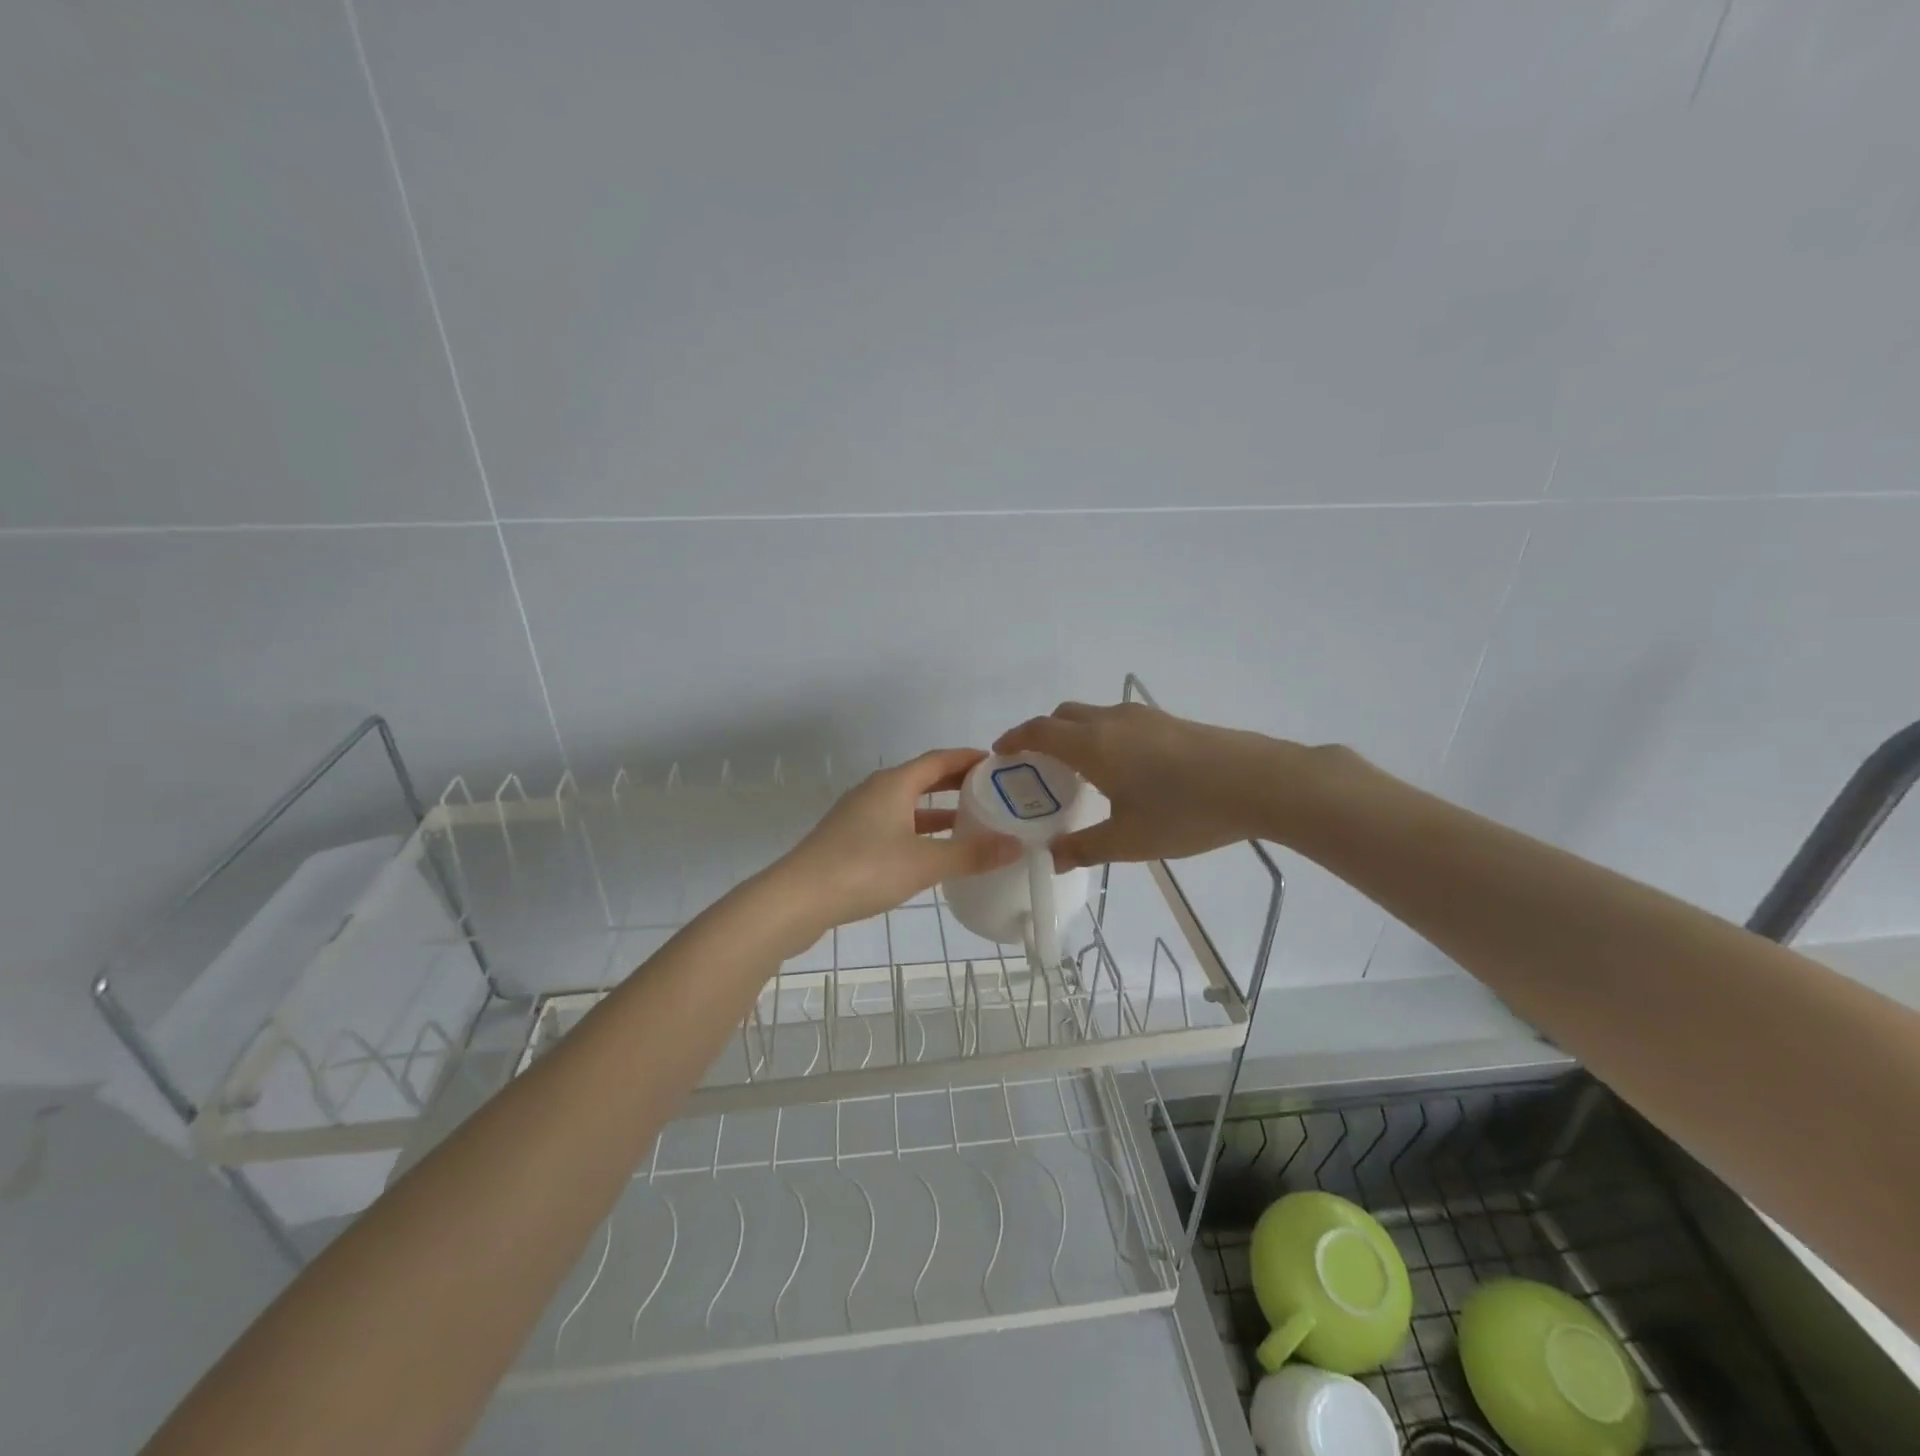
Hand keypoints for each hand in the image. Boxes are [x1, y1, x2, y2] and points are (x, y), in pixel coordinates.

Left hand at [770, 749, 1021, 937]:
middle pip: (923, 778)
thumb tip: (1017, 846)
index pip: (939, 759)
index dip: (969, 759)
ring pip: (908, 805)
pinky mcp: (849, 840)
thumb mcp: (924, 863)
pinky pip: (894, 825)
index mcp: (894, 784)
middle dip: (957, 784)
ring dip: (938, 811)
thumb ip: (971, 854)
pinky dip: (919, 831)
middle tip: (993, 793)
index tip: (999, 764)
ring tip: (972, 823)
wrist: (797, 899)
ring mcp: (859, 815)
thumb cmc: (863, 869)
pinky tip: (933, 853)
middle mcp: (876, 791)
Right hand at [995, 702, 1284, 868]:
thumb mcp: (1129, 841)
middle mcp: (1111, 720)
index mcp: (1092, 745)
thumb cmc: (1185, 812)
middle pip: (1062, 716)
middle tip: (1036, 768)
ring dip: (1073, 734)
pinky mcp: (1169, 721)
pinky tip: (1121, 769)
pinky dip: (1101, 736)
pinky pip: (1118, 721)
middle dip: (1041, 735)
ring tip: (1077, 771)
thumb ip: (1084, 848)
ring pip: (1092, 715)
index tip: (999, 754)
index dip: (1013, 739)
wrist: (1260, 782)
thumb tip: (1051, 857)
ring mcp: (1143, 716)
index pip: (1038, 731)